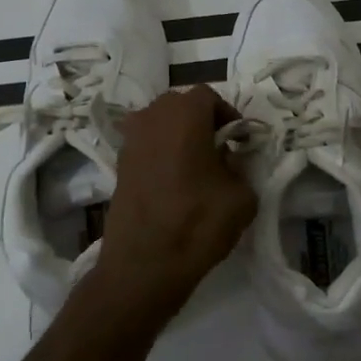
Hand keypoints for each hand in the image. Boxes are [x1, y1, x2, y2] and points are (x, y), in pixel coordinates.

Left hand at [91, 87, 256, 315]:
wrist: (144, 265)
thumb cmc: (198, 223)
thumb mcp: (242, 196)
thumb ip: (240, 167)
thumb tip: (228, 161)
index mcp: (184, 115)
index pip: (208, 96)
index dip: (227, 114)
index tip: (239, 140)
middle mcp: (152, 118)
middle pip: (179, 104)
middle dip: (200, 120)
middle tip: (218, 148)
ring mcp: (130, 141)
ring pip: (159, 123)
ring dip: (178, 135)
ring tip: (196, 165)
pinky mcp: (118, 165)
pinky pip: (145, 145)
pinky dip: (161, 152)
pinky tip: (174, 180)